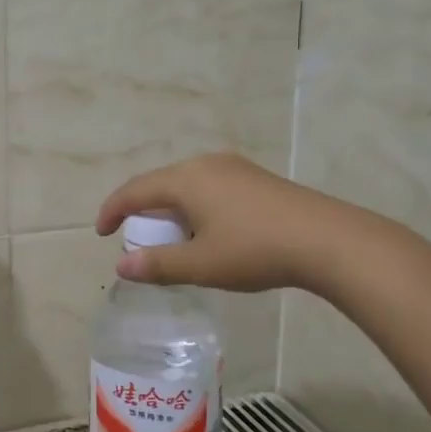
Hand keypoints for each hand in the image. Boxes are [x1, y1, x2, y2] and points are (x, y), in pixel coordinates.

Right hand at [95, 152, 371, 293]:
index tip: (101, 233)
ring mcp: (234, 168)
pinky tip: (209, 231)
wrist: (329, 241)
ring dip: (170, 210)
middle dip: (141, 211)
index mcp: (185, 179)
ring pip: (186, 185)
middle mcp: (205, 164)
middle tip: (136, 240)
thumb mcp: (201, 264)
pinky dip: (194, 207)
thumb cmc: (255, 250)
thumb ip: (158, 265)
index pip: (134, 191)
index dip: (112, 211)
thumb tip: (121, 267)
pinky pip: (210, 187)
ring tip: (171, 238)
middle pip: (160, 184)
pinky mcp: (256, 179)